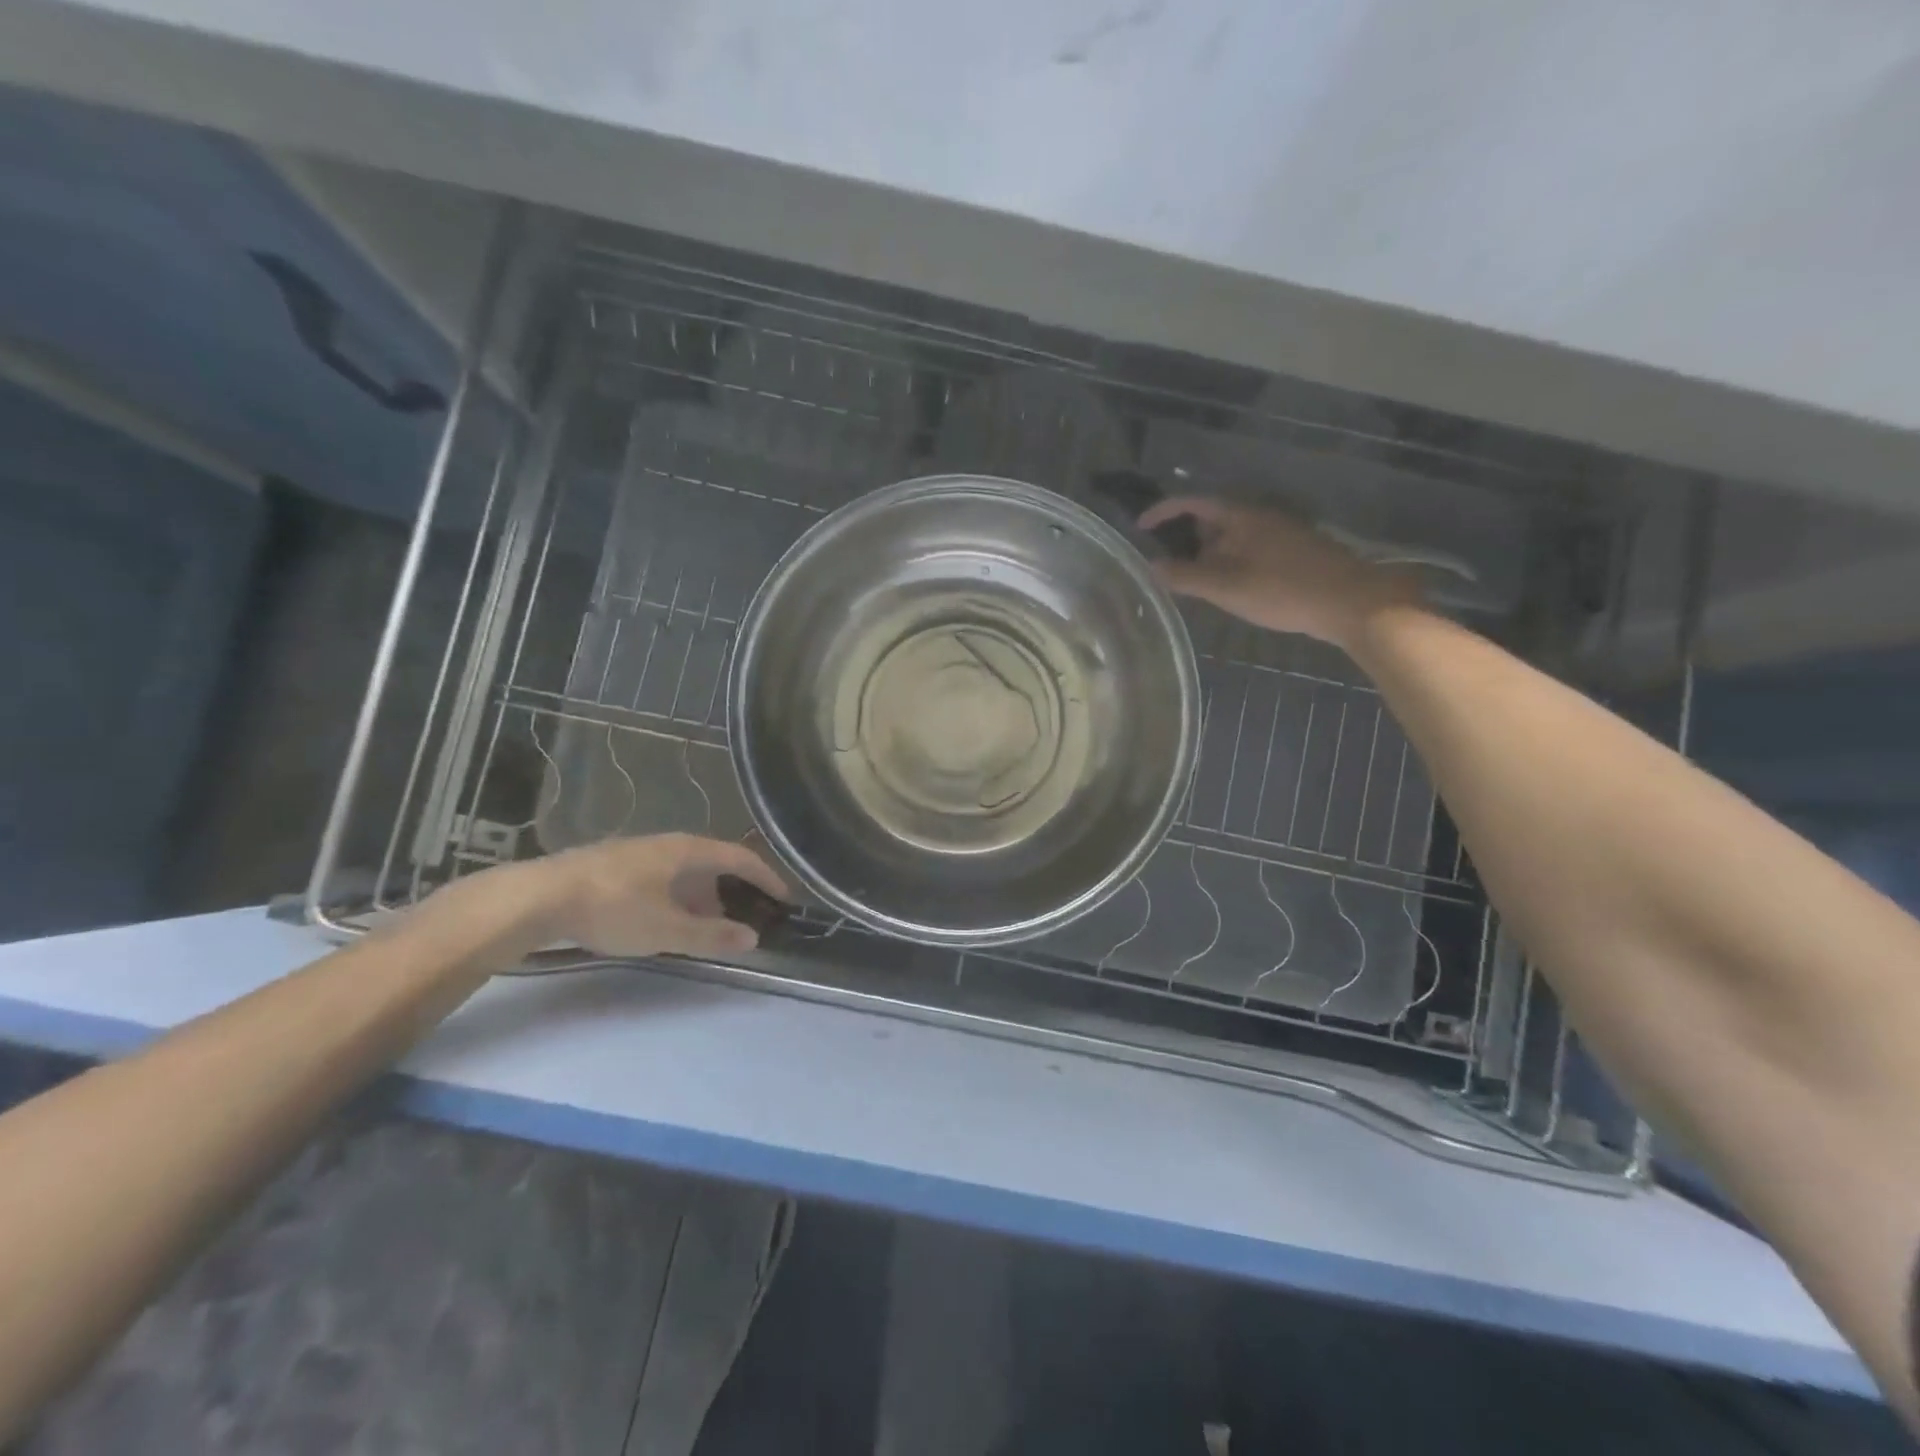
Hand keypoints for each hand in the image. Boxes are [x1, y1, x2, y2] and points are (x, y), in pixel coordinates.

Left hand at [535, 834, 790, 958]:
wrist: (537, 898)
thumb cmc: (612, 908)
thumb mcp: (667, 929)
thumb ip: (711, 934)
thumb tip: (753, 938)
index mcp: (687, 850)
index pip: (740, 858)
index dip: (766, 877)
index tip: (784, 899)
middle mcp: (667, 844)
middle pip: (713, 864)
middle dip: (733, 891)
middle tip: (745, 919)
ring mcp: (639, 853)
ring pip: (685, 873)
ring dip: (703, 898)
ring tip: (706, 927)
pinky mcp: (615, 866)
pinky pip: (663, 879)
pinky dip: (678, 898)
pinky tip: (665, 922)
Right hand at [1138, 497, 1418, 646]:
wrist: (1350, 602)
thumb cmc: (1283, 590)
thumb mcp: (1226, 586)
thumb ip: (1185, 576)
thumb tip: (1150, 566)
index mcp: (1240, 515)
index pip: (1192, 502)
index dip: (1163, 512)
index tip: (1140, 528)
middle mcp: (1258, 516)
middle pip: (1210, 520)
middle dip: (1184, 540)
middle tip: (1165, 567)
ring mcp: (1277, 533)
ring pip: (1230, 539)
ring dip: (1207, 556)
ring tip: (1192, 584)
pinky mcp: (1290, 553)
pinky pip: (1247, 551)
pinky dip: (1228, 564)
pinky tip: (1228, 591)